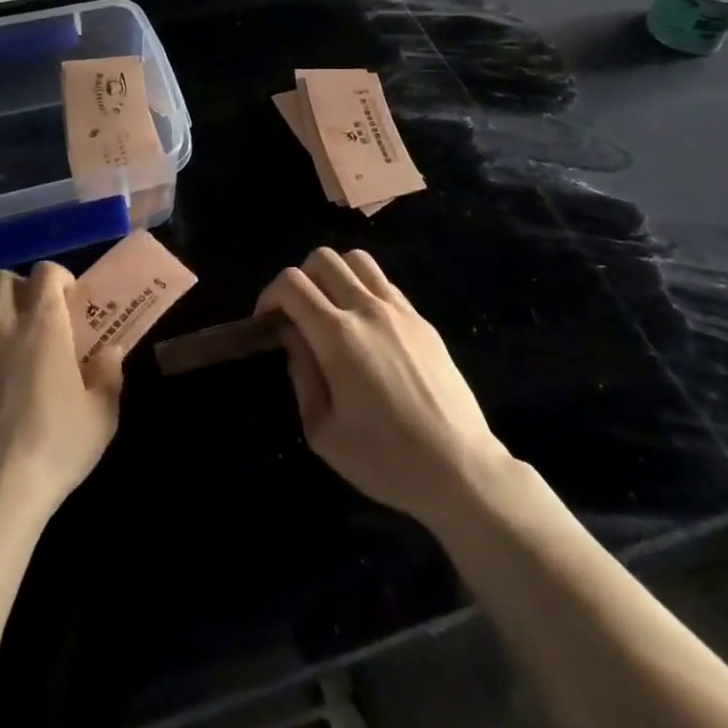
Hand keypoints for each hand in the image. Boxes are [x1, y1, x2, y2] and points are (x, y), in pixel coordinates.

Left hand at [0, 264, 122, 525]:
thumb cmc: (54, 450)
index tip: (65, 300)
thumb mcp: (101, 417)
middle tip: (27, 315)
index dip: (57, 278)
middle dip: (16, 288)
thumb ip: (109, 376)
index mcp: (45, 325)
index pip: (47, 272)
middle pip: (1, 278)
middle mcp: (1, 322)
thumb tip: (112, 351)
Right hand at [255, 248, 514, 529]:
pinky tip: (365, 325)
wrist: (460, 469)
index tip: (267, 322)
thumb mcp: (323, 431)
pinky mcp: (422, 320)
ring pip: (357, 259)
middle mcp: (367, 308)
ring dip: (334, 274)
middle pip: (323, 258)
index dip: (269, 295)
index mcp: (337, 335)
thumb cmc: (385, 459)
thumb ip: (301, 373)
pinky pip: (384, 282)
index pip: (292, 283)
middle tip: (297, 314)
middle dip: (300, 278)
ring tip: (331, 308)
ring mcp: (399, 310)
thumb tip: (291, 336)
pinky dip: (363, 288)